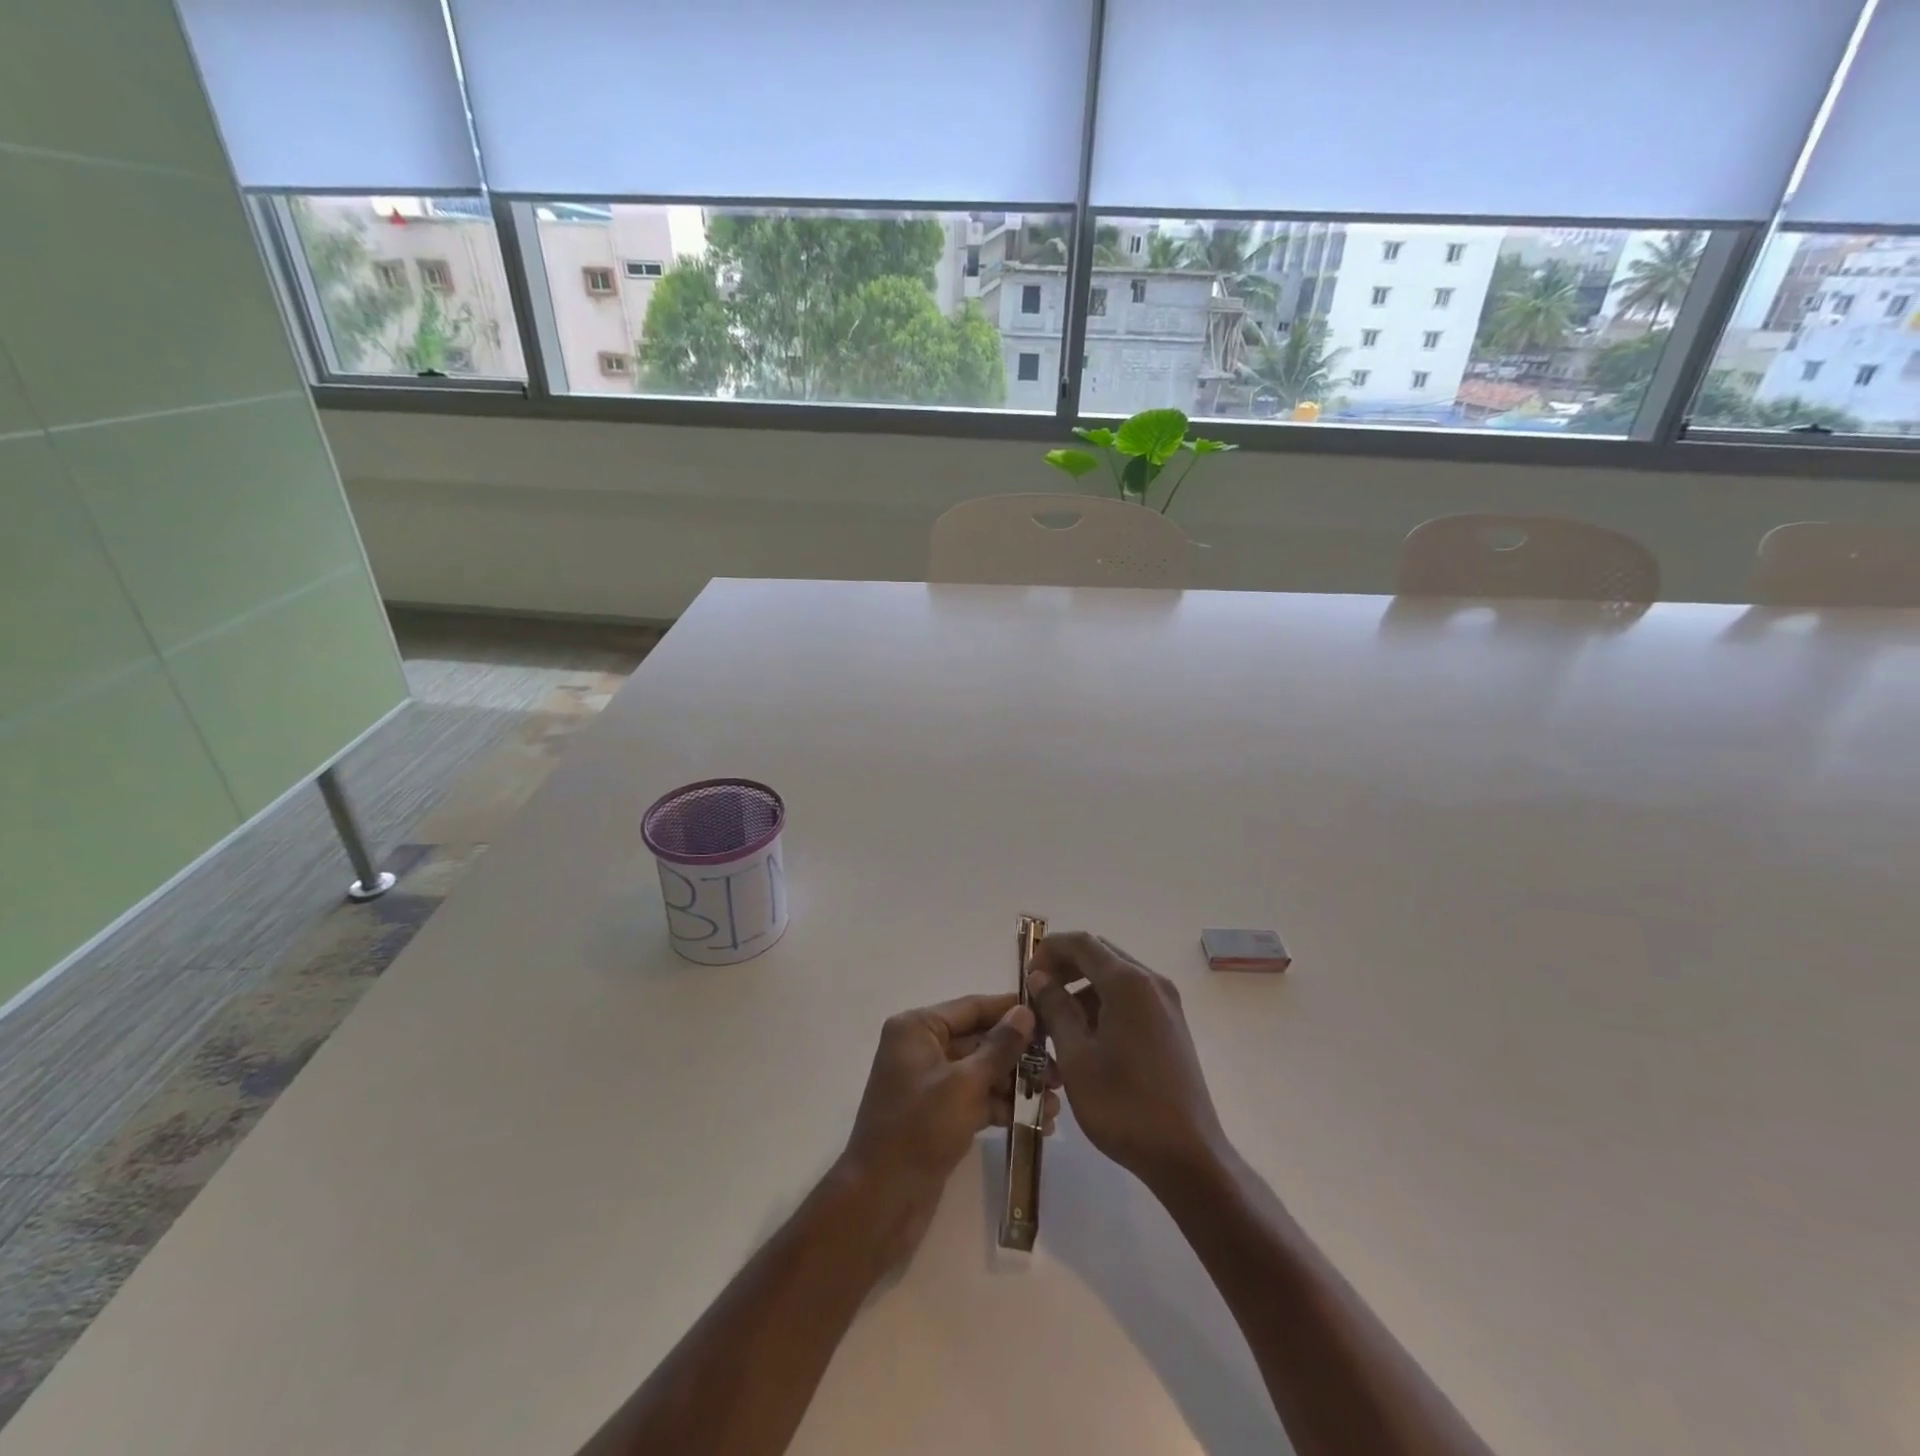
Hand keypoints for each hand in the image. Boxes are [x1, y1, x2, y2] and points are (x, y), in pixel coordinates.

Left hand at [839, 994, 1058, 1262]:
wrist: (881, 1200)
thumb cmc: (919, 1129)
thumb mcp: (964, 1084)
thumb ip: (999, 1047)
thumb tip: (1025, 1012)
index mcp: (917, 1028)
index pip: (972, 1007)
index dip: (1011, 1011)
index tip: (1051, 1015)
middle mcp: (922, 1048)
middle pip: (980, 1040)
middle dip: (1020, 1056)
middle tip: (1061, 1071)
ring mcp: (930, 1082)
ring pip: (982, 1072)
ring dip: (1017, 1085)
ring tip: (1055, 1104)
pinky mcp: (938, 1114)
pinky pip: (977, 1098)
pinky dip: (1003, 1107)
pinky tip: (1038, 1122)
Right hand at [1025, 933, 1226, 1192]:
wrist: (1187, 1156)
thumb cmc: (1123, 1105)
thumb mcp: (1076, 1057)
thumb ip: (1055, 1009)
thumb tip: (1040, 978)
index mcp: (1128, 983)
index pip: (1081, 942)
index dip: (1049, 950)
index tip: (1027, 975)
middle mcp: (1151, 982)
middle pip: (1101, 954)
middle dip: (1065, 967)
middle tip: (1038, 995)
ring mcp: (1166, 1003)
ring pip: (1116, 977)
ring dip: (1083, 987)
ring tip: (1056, 1022)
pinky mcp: (1172, 1025)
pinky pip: (1131, 997)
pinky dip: (1104, 1003)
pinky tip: (1085, 1037)